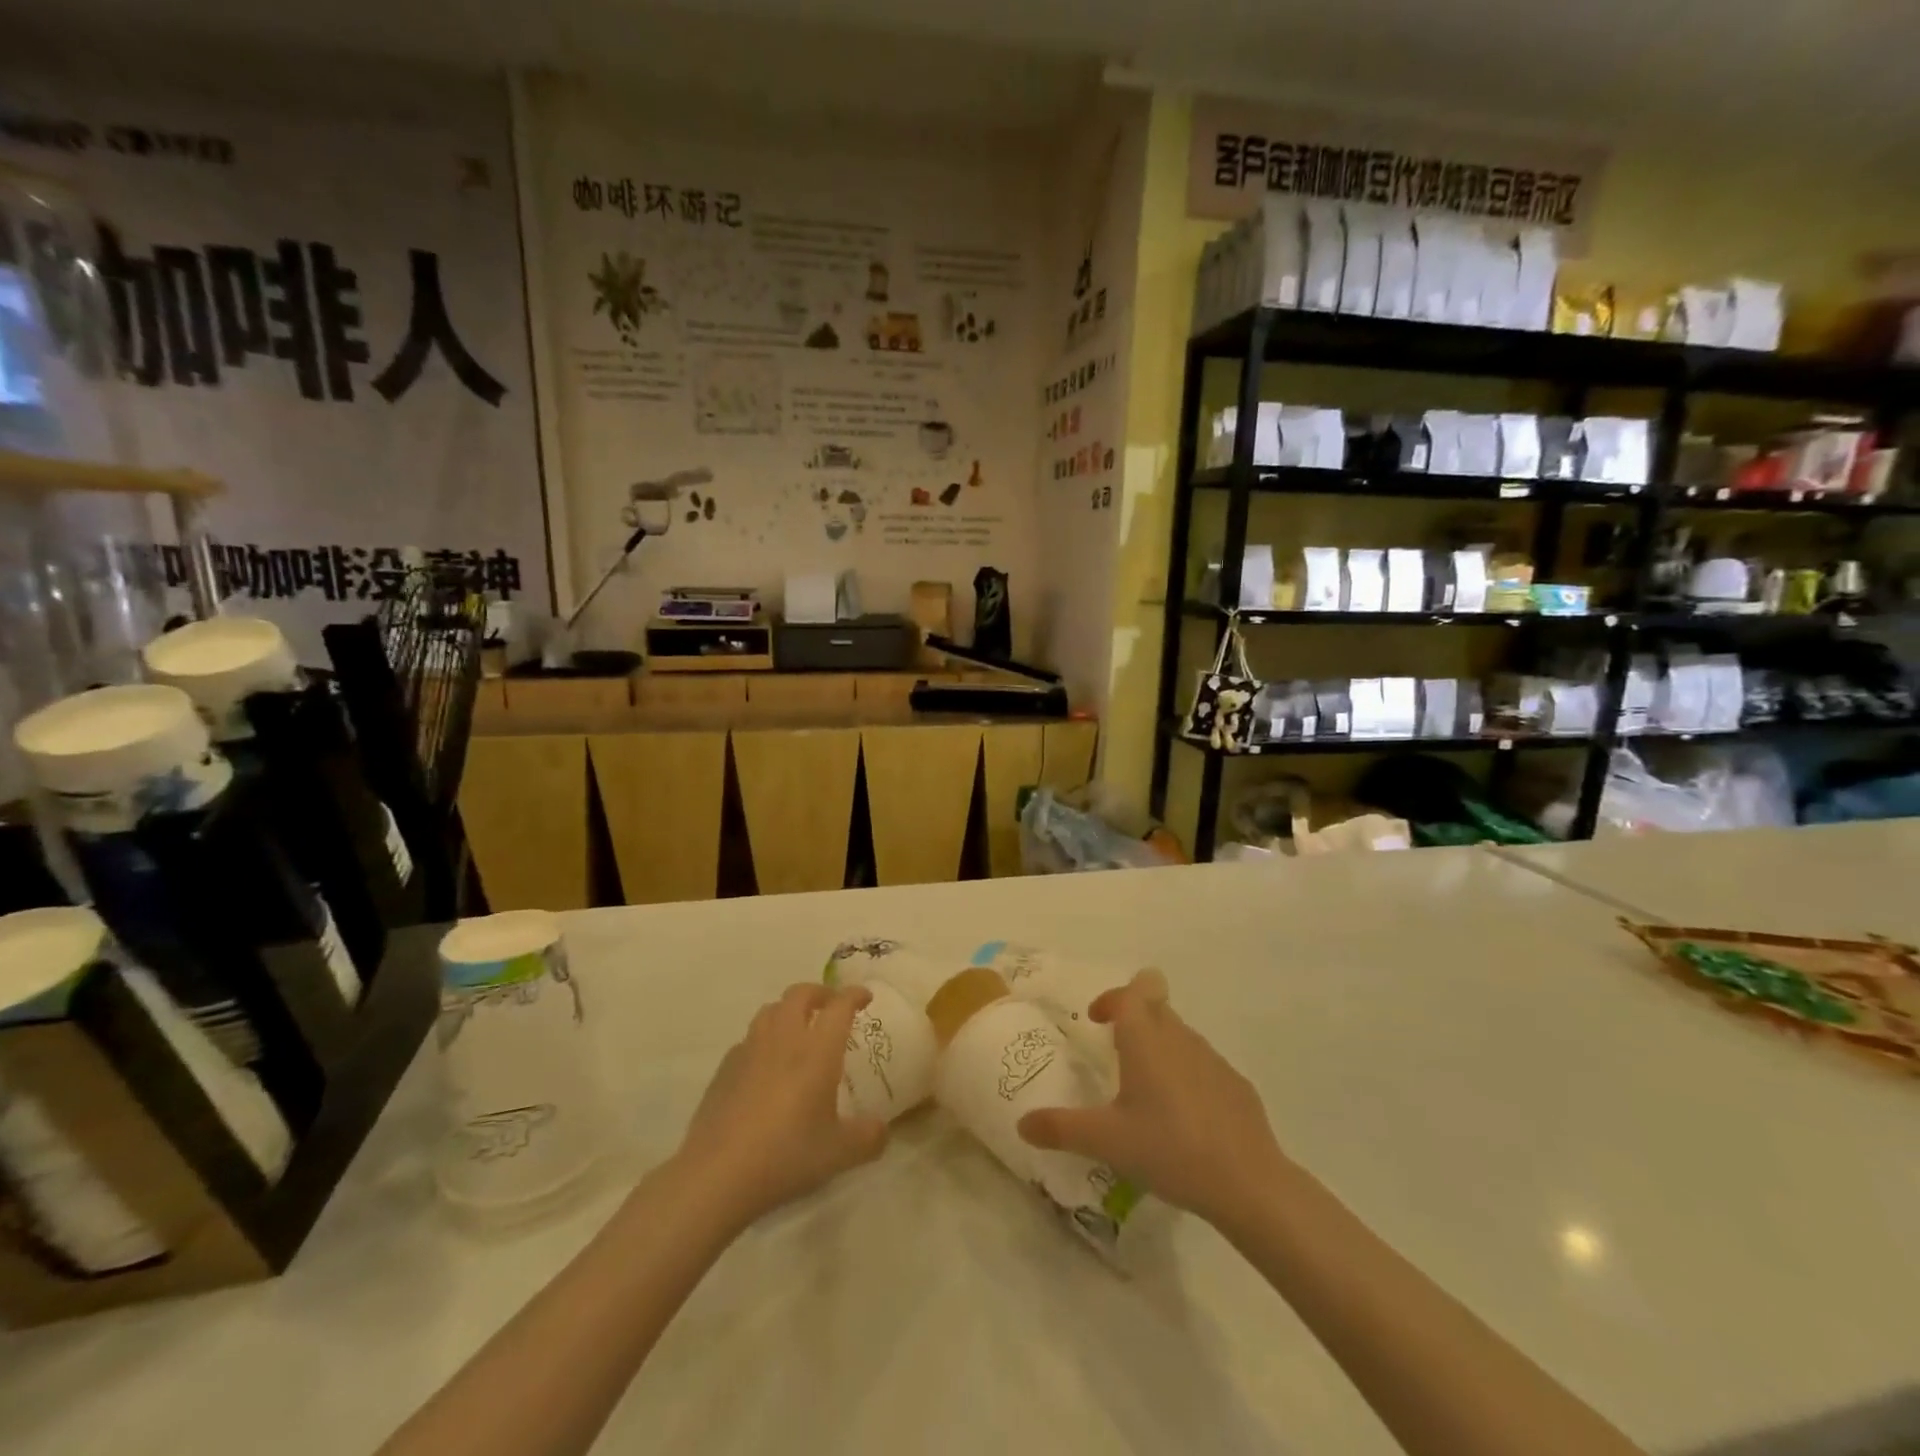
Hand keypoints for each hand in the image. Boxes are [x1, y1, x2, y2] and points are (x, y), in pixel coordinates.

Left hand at [675, 983, 888, 1228]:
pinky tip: (766, 1065)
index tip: (865, 997)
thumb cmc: (786, 1154)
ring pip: (770, 1010)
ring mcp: (750, 1050)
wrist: (718, 1173)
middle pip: (800, 994)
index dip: (854, 995)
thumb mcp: (840, 1153)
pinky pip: (748, 1039)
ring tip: (798, 1029)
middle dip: (819, 993)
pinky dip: (764, 1040)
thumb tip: (882, 1130)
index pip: (839, 1006)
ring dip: (789, 1010)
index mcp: (817, 1050)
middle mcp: (784, 1039)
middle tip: (831, 1006)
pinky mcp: (725, 1069)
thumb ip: (869, 1137)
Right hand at [1016, 972, 1283, 1228]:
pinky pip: (1203, 1066)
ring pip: (1180, 1035)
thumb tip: (1022, 1124)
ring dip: (1160, 1047)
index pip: (1132, 991)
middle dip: (1135, 1017)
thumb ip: (1061, 1128)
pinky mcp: (1236, 1085)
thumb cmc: (1169, 1148)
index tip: (1098, 1021)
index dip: (1113, 997)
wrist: (1248, 1183)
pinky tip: (1183, 1119)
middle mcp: (1179, 1038)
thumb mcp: (1106, 1141)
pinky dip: (1187, 1077)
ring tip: (1146, 1092)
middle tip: (1117, 1052)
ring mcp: (1213, 1060)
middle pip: (1157, 1005)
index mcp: (1146, 1040)